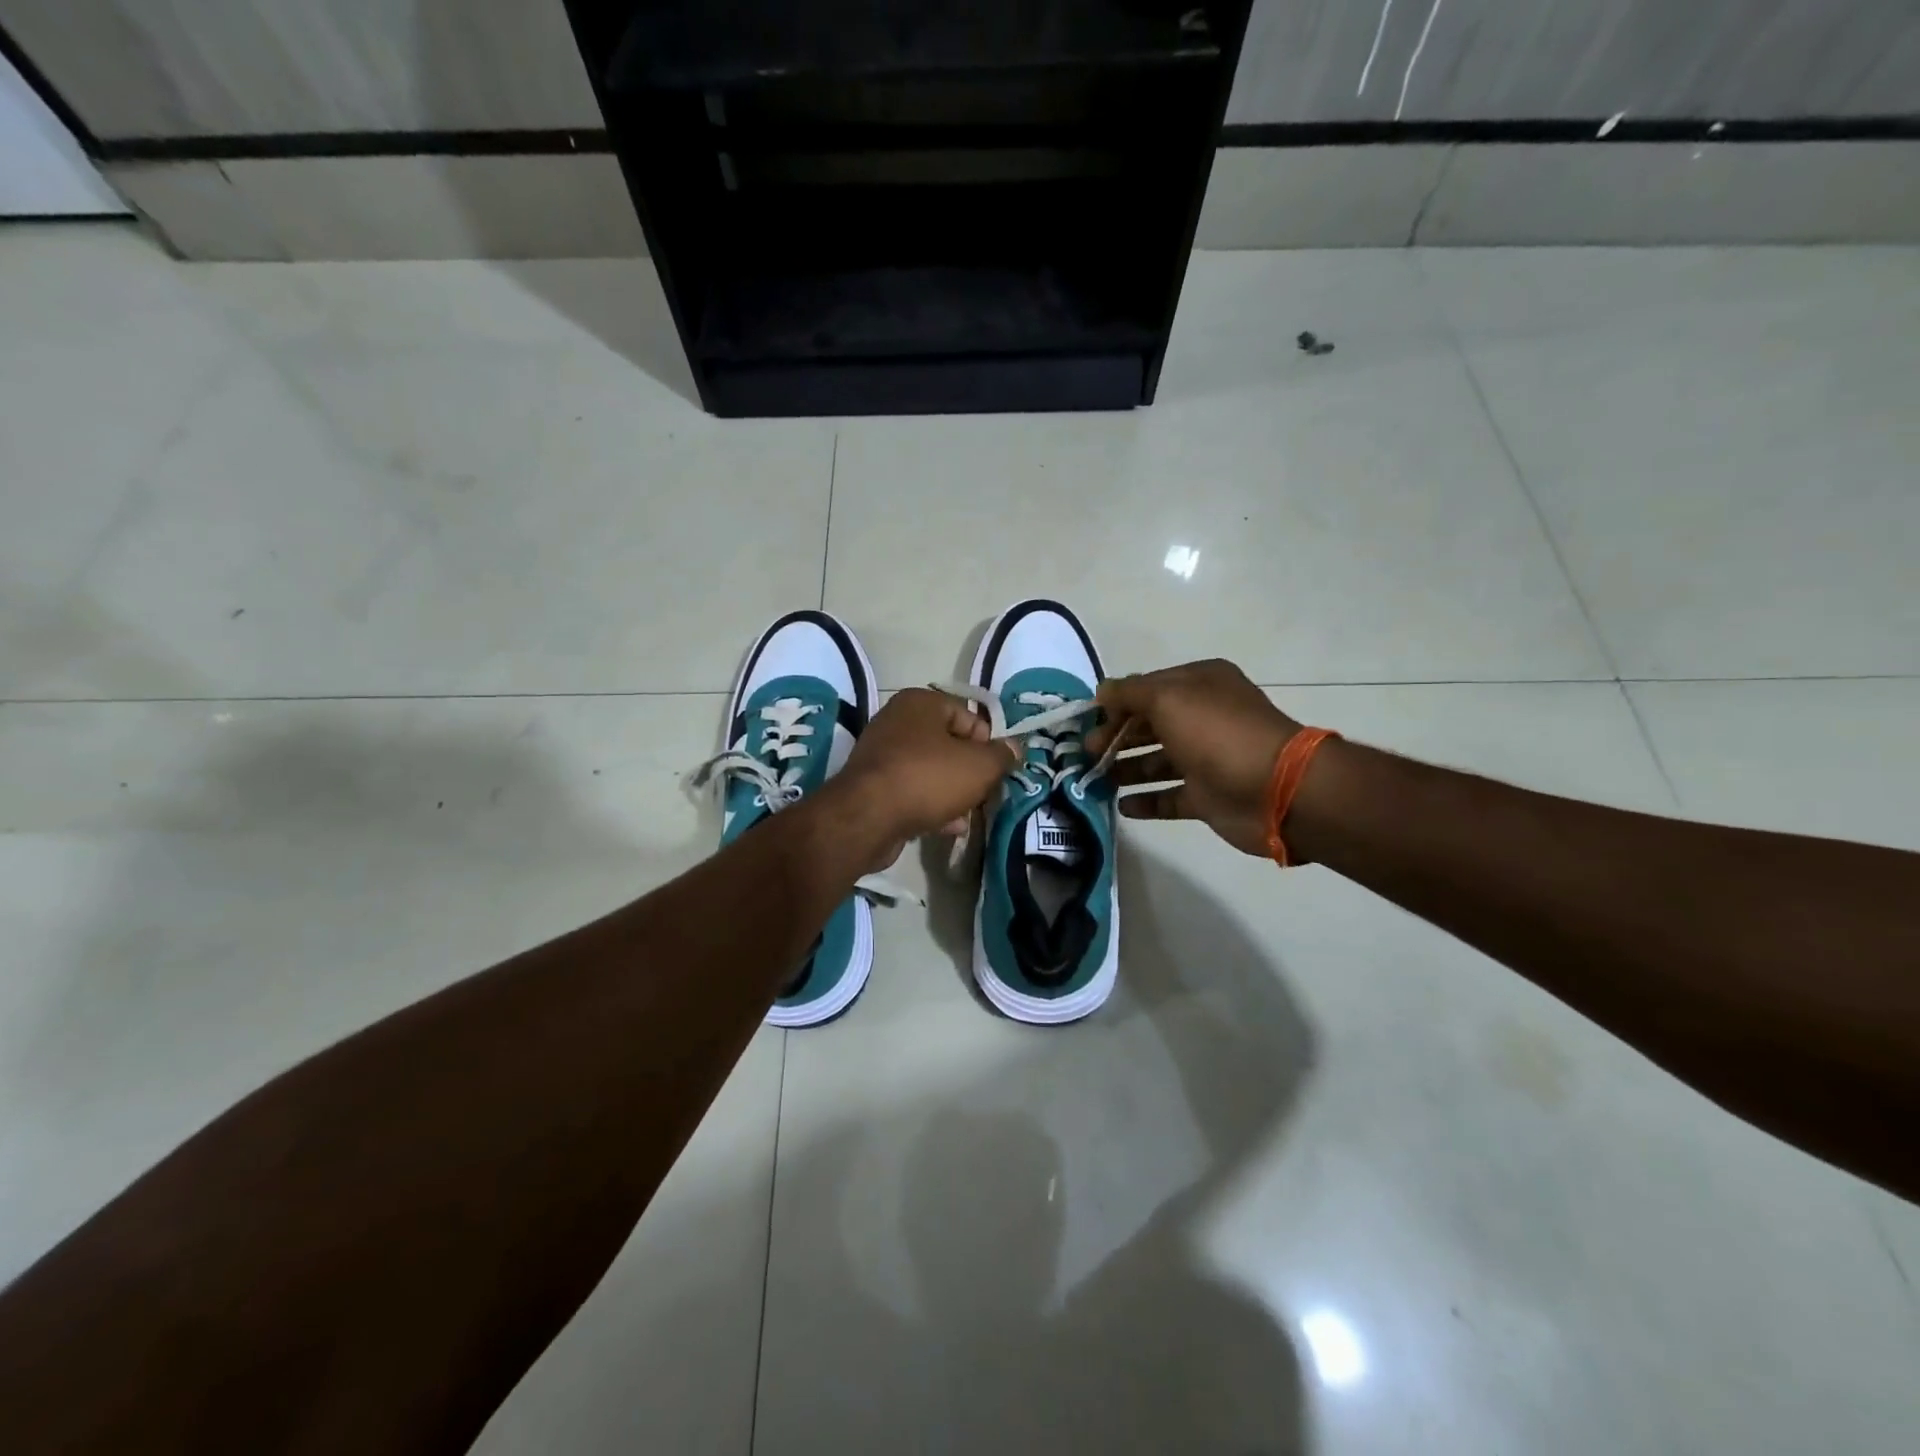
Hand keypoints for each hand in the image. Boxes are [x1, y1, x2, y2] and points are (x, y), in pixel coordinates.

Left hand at [821, 688, 1015, 870]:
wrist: (868, 817)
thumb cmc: (929, 778)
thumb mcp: (980, 766)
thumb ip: (1002, 756)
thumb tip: (1014, 749)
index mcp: (921, 703)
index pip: (968, 715)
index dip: (988, 743)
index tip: (996, 769)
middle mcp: (897, 721)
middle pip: (948, 744)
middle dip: (969, 771)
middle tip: (984, 793)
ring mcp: (881, 754)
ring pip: (931, 770)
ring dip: (952, 792)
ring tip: (968, 814)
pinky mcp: (873, 786)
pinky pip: (912, 791)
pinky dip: (931, 805)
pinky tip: (948, 827)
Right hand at [1087, 659, 1301, 856]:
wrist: (1275, 789)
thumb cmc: (1217, 733)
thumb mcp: (1168, 698)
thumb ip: (1129, 693)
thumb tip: (1102, 692)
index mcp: (1199, 685)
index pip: (1147, 689)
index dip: (1116, 704)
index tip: (1087, 721)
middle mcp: (1203, 717)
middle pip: (1149, 725)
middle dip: (1115, 737)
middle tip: (1086, 754)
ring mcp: (1206, 759)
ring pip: (1156, 762)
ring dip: (1125, 769)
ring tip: (1095, 780)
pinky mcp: (1208, 796)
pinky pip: (1169, 798)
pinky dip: (1146, 802)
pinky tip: (1122, 806)